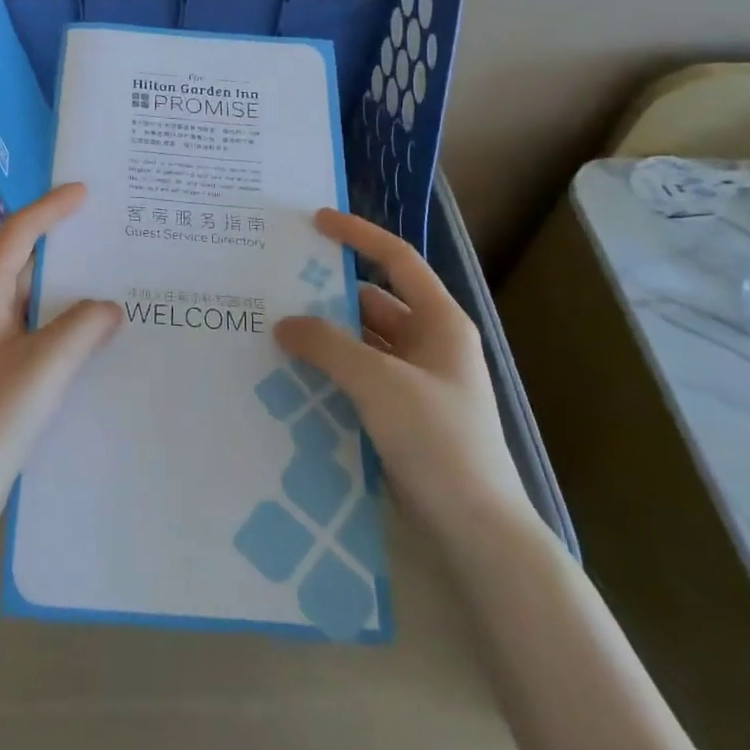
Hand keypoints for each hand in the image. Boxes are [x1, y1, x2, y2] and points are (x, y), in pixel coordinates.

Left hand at [0, 184, 122, 544]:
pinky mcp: (0, 371)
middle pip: (24, 260)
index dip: (50, 209)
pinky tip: (96, 334)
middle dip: (63, 241)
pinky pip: (38, 328)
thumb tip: (110, 307)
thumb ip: (81, 328)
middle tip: (108, 229)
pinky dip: (66, 320)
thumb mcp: (44, 368)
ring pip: (33, 297)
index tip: (85, 192)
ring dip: (68, 284)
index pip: (18, 236)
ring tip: (113, 276)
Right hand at [274, 209, 530, 536]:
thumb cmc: (437, 440)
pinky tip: (293, 373)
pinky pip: (359, 375)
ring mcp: (416, 381)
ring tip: (275, 328)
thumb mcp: (379, 382)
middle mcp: (430, 344)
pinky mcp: (401, 413)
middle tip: (277, 284)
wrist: (474, 528)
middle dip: (329, 293)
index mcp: (441, 322)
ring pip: (363, 341)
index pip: (397, 260)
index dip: (359, 235)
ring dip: (326, 335)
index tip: (316, 221)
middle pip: (374, 301)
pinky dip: (330, 369)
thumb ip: (328, 345)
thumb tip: (284, 323)